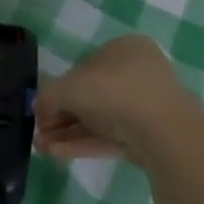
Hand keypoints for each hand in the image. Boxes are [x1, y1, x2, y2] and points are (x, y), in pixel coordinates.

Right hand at [35, 35, 191, 159]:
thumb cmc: (114, 93)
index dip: (58, 88)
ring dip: (68, 133)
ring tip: (42, 149)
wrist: (164, 133)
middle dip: (61, 116)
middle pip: (90, 95)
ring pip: (99, 119)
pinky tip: (58, 154)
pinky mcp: (148, 135)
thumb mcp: (69, 87)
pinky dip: (84, 143)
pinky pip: (111, 136)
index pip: (84, 66)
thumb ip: (48, 95)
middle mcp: (138, 72)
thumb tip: (39, 108)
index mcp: (125, 48)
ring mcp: (146, 106)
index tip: (41, 109)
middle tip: (40, 133)